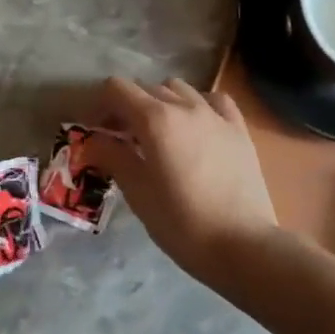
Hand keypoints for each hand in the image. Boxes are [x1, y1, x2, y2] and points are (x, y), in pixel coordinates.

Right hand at [83, 77, 277, 282]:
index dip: (100, 105)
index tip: (94, 130)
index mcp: (155, 119)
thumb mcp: (138, 192)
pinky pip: (214, 100)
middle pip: (147, 88)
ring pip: (180, 89)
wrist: (242, 245)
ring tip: (159, 133)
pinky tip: (196, 126)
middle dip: (128, 106)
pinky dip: (198, 105)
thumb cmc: (181, 223)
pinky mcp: (238, 129)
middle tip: (120, 138)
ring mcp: (215, 114)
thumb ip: (113, 157)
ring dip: (161, 102)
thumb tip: (92, 141)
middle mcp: (185, 106)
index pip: (117, 89)